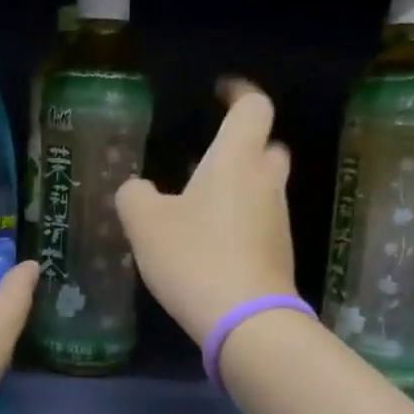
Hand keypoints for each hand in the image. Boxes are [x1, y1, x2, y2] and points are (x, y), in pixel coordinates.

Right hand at [116, 79, 296, 344]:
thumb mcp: (145, 223)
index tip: (219, 92)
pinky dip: (239, 217)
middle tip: (208, 154)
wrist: (246, 320)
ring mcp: (277, 218)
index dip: (238, 93)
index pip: (253, 107)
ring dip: (238, 184)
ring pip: (263, 185)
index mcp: (236, 159)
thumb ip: (135, 195)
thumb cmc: (194, 257)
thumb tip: (138, 189)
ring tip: (197, 200)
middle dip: (243, 143)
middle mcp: (265, 181)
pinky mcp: (278, 252)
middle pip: (267, 145)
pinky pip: (259, 219)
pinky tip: (208, 238)